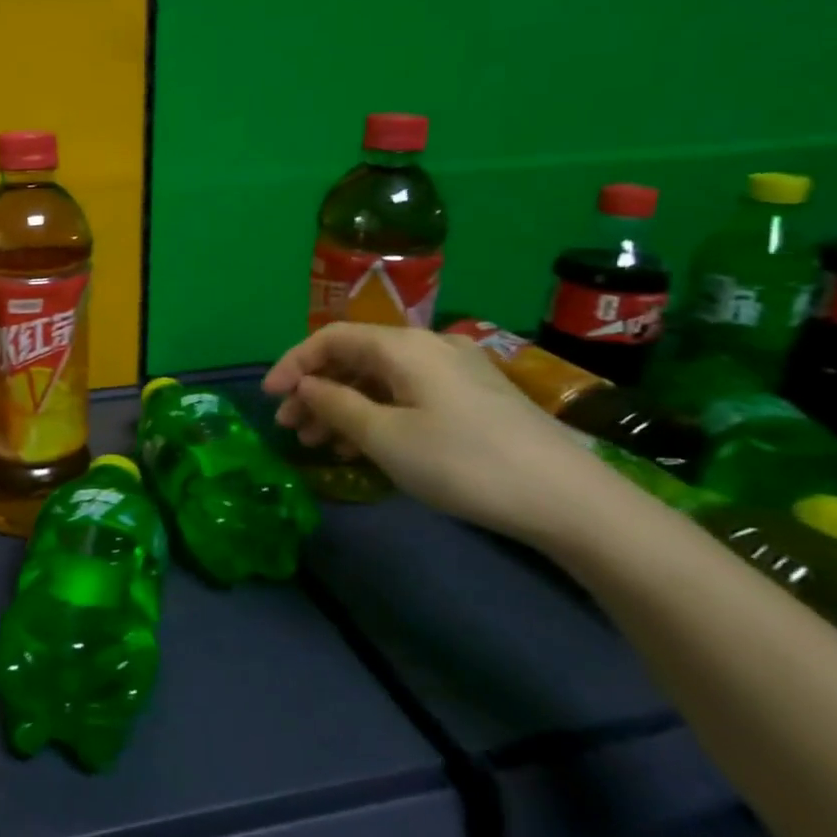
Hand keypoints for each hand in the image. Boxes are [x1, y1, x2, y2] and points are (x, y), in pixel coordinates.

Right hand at [262, 323, 624, 544]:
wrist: (567, 498)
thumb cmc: (463, 462)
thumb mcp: (386, 437)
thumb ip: (336, 405)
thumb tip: (305, 386)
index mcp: (404, 347)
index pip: (331, 338)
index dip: (293, 363)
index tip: (270, 397)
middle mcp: (428, 347)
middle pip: (355, 358)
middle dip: (316, 390)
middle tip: (292, 428)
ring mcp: (455, 372)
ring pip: (380, 379)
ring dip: (344, 406)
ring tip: (320, 444)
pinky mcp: (473, 398)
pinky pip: (407, 395)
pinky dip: (377, 414)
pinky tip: (364, 447)